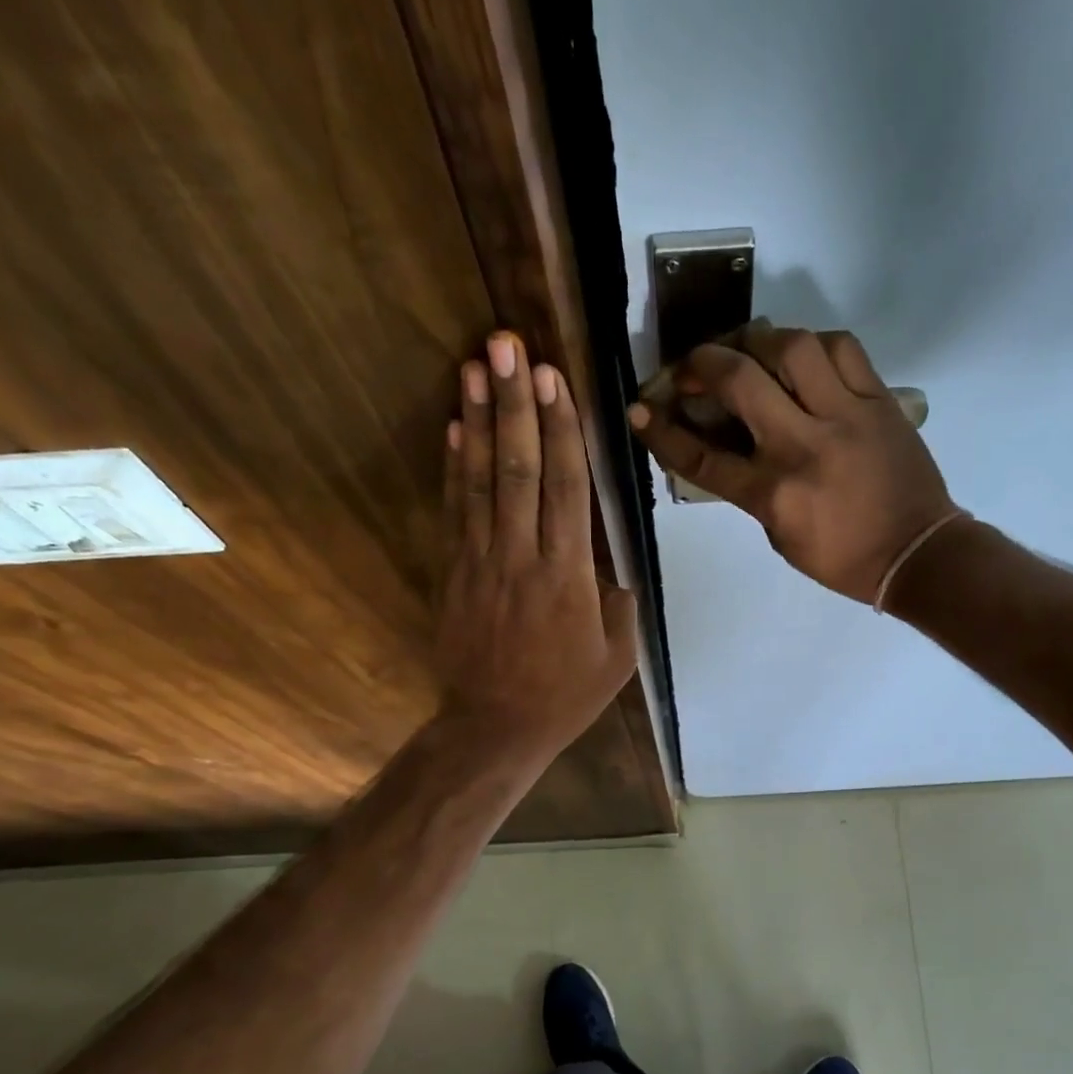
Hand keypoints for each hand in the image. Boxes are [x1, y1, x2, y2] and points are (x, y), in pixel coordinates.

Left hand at [434, 332, 638, 765]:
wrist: (495, 727)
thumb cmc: (565, 695)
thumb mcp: (617, 656)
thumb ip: (619, 602)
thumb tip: (609, 563)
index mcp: (568, 576)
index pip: (565, 488)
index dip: (560, 430)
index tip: (553, 379)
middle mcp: (522, 557)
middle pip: (518, 469)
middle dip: (514, 404)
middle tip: (506, 346)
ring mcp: (481, 562)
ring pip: (480, 481)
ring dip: (478, 421)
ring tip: (476, 367)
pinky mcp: (453, 573)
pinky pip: (454, 511)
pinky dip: (453, 467)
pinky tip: (453, 427)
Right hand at [629, 322, 957, 603]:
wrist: (917, 552)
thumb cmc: (842, 558)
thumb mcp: (780, 535)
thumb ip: (750, 489)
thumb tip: (726, 444)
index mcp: (775, 493)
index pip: (703, 457)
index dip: (664, 431)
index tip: (641, 410)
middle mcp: (804, 445)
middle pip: (739, 380)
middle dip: (702, 362)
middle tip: (693, 366)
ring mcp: (845, 416)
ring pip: (792, 347)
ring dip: (757, 340)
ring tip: (747, 350)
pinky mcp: (880, 400)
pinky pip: (842, 348)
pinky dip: (813, 343)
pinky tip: (802, 355)